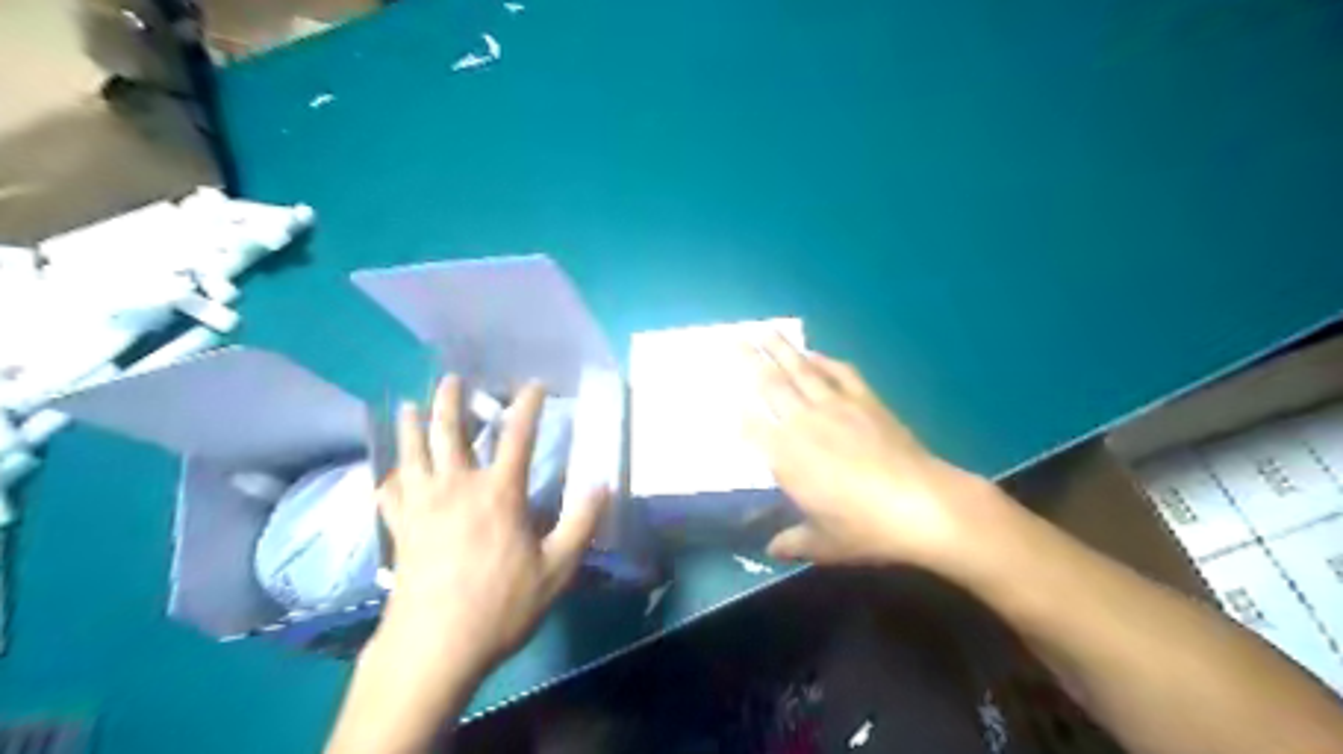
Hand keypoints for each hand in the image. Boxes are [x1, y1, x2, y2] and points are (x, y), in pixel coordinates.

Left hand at [378, 378, 610, 677]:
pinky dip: (391, 476)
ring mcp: (422, 506)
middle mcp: (457, 487)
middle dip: (451, 399)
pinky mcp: (400, 529)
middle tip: (452, 377)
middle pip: (449, 431)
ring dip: (411, 424)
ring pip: (411, 452)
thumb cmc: (501, 605)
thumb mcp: (557, 568)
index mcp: (499, 492)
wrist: (435, 646)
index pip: (518, 435)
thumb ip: (581, 522)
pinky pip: (390, 492)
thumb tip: (602, 484)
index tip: (534, 384)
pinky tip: (392, 473)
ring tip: (408, 403)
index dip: (528, 405)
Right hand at [746, 337, 1007, 570]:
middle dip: (747, 361)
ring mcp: (836, 407)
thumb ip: (793, 541)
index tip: (722, 395)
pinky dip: (824, 360)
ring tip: (763, 331)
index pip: (751, 427)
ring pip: (801, 371)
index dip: (735, 410)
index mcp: (787, 458)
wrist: (923, 505)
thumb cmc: (866, 528)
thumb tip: (771, 550)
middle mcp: (804, 424)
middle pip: (769, 386)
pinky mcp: (866, 401)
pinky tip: (815, 353)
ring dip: (781, 349)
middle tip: (731, 339)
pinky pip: (840, 373)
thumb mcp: (824, 544)